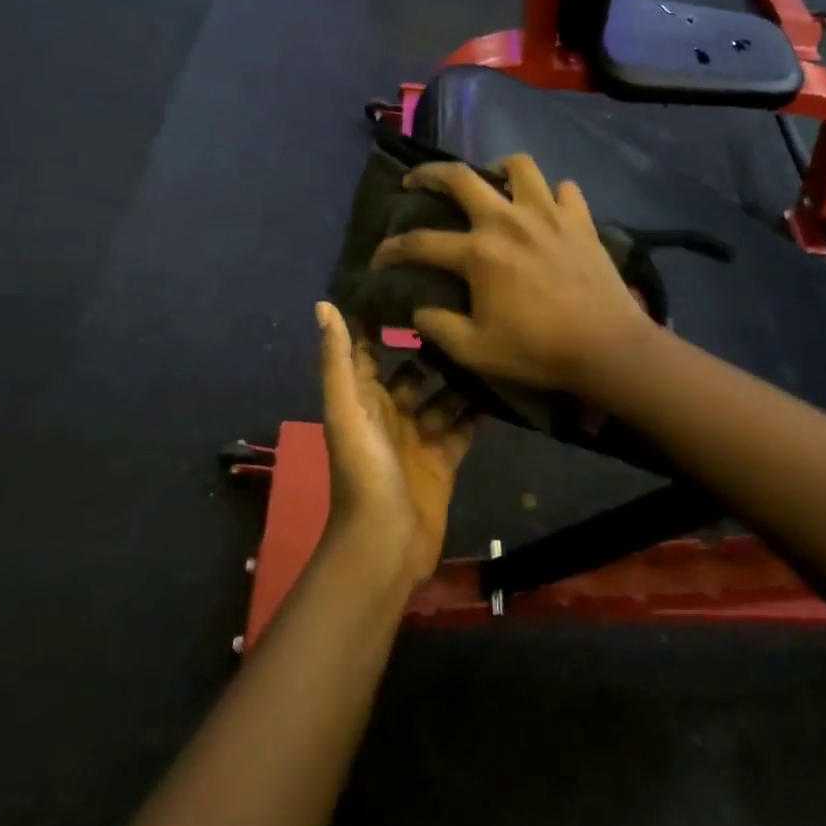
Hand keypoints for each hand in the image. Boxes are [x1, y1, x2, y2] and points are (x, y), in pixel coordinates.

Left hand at [316, 302, 474, 588]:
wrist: (386, 543)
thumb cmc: (363, 470)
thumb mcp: (346, 409)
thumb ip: (339, 359)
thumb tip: (324, 304)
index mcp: (363, 398)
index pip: (370, 350)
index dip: (382, 321)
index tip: (411, 282)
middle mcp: (391, 412)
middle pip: (414, 371)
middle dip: (433, 346)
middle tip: (467, 309)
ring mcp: (420, 437)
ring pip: (443, 395)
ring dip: (460, 374)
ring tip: (489, 340)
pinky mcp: (445, 459)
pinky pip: (464, 426)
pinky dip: (478, 409)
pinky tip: (501, 381)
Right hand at [371, 155, 654, 396]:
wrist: (607, 346)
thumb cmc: (538, 350)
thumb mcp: (476, 351)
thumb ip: (439, 328)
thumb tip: (417, 311)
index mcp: (479, 252)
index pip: (421, 243)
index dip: (392, 249)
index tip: (379, 256)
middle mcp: (508, 220)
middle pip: (461, 177)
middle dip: (430, 173)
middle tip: (416, 180)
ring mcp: (548, 214)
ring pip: (519, 166)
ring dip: (498, 169)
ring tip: (492, 182)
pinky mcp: (580, 219)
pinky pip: (565, 189)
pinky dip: (552, 194)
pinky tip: (546, 208)